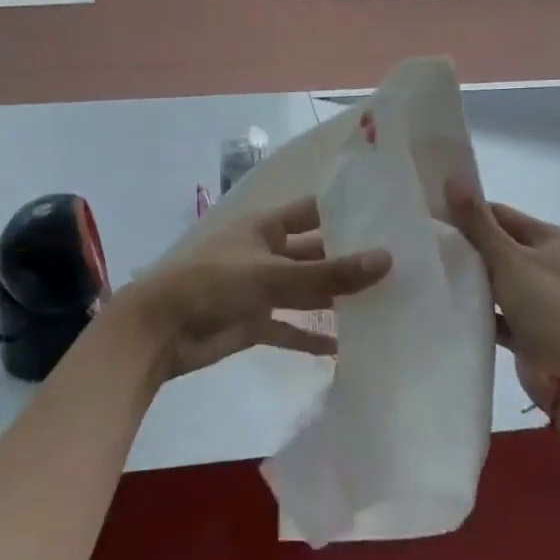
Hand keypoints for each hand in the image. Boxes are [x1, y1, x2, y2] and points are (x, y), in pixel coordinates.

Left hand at [117, 197, 391, 380]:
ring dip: (335, 299)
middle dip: (348, 260)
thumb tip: (387, 259)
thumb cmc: (213, 283)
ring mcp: (260, 289)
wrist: (159, 330)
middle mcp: (267, 253)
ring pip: (305, 291)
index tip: (388, 217)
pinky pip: (290, 328)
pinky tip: (345, 348)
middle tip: (399, 267)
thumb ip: (328, 272)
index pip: (313, 212)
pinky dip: (312, 336)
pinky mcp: (254, 322)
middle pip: (314, 253)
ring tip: (383, 305)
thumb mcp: (272, 274)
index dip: (345, 212)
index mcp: (266, 227)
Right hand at [447, 182, 559, 403]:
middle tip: (429, 242)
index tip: (434, 216)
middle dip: (468, 245)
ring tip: (433, 269)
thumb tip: (452, 179)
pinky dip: (479, 306)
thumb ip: (478, 222)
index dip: (470, 213)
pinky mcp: (530, 326)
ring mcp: (541, 297)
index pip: (503, 215)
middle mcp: (551, 264)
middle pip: (500, 245)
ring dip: (473, 277)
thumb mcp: (509, 258)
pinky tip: (449, 302)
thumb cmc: (546, 305)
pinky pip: (498, 309)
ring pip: (498, 278)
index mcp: (554, 240)